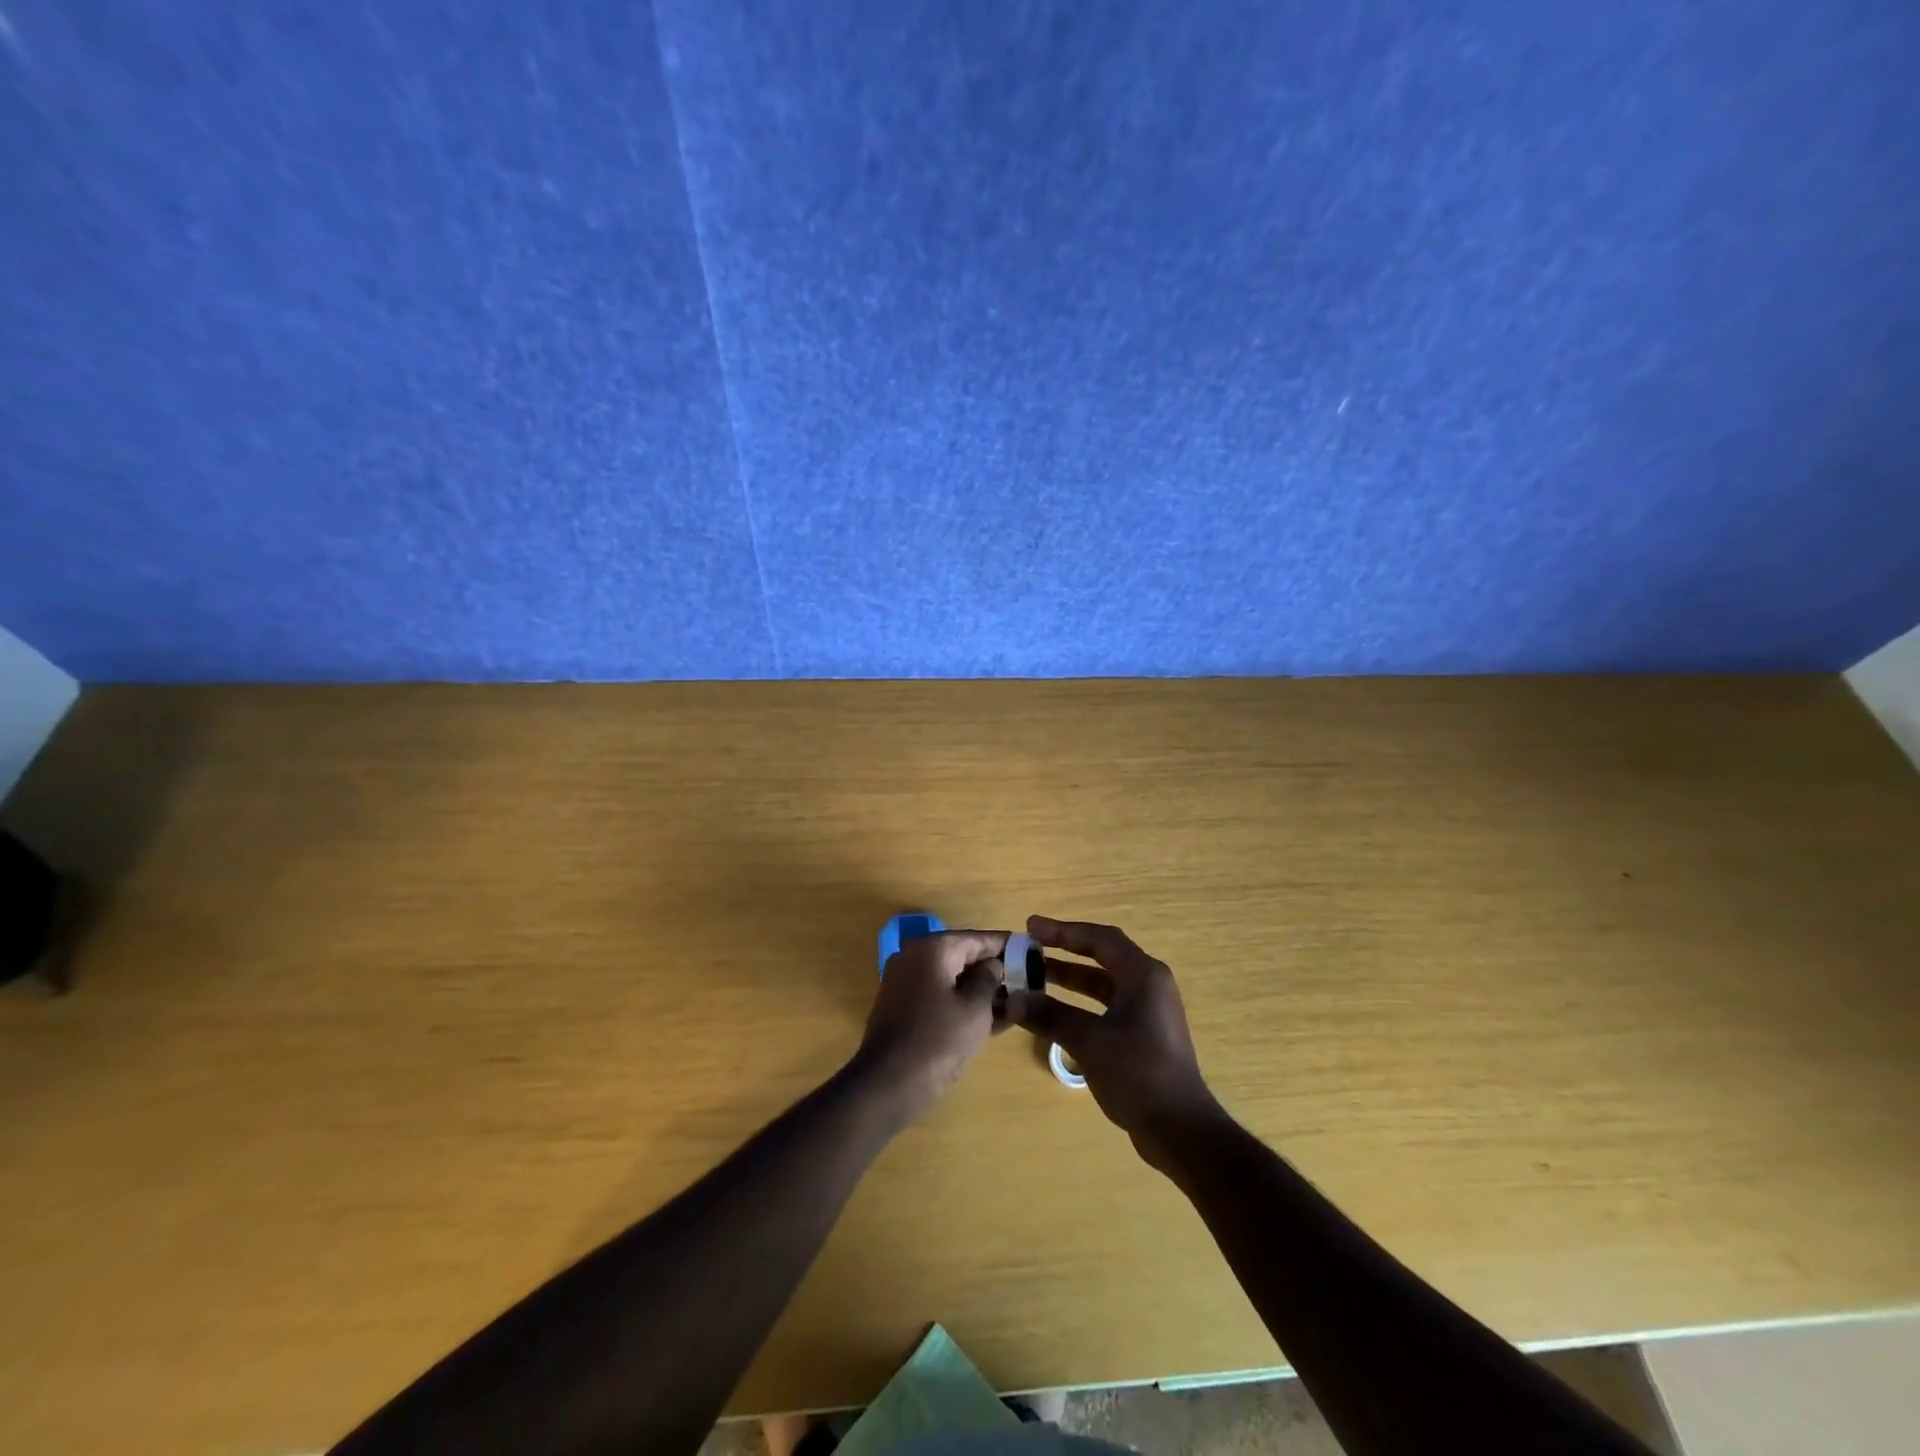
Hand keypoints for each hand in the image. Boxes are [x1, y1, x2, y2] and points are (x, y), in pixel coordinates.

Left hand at [860, 929, 1009, 1121]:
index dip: (1005, 944)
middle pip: (963, 956)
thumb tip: (993, 966)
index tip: (1031, 949)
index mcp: (932, 949)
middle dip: (994, 969)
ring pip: (952, 979)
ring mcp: (906, 984)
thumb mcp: (975, 1009)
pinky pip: (940, 997)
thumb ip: (989, 979)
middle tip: (1027, 979)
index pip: (976, 938)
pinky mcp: (904, 1008)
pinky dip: (963, 1004)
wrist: (888, 1084)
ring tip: (1016, 1002)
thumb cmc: (938, 1040)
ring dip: (981, 990)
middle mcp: (914, 958)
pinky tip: (994, 1020)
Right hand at [1005, 916, 1221, 1167]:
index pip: (1100, 938)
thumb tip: (1013, 998)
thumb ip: (1050, 1015)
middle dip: (1066, 951)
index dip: (1064, 930)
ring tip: (1035, 977)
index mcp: (1144, 975)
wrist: (1180, 1130)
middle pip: (1103, 956)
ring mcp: (1149, 1011)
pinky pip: (1107, 1005)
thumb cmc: (1138, 1074)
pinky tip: (1057, 1013)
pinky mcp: (1144, 1034)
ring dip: (1071, 978)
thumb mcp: (1089, 1041)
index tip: (1031, 927)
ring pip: (1104, 983)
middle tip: (1030, 947)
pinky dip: (1081, 1003)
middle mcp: (1149, 985)